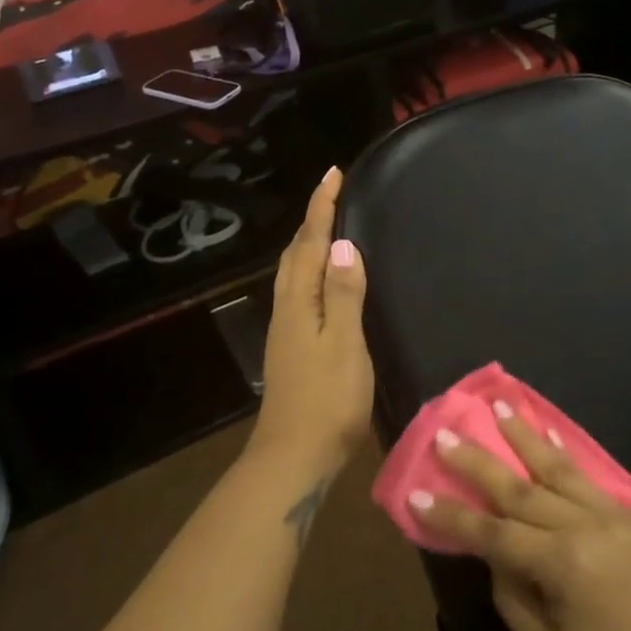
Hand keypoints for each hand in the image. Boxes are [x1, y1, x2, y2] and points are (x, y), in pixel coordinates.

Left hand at [251, 167, 373, 477]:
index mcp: (299, 302)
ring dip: (308, 243)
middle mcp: (287, 309)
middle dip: (311, 219)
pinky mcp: (292, 347)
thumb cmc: (327, 400)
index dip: (321, 207)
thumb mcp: (344, 344)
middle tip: (333, 194)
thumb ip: (343, 294)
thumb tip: (342, 244)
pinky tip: (325, 281)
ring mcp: (286, 330)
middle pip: (294, 253)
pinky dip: (311, 270)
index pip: (310, 243)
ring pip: (294, 272)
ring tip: (329, 227)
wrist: (294, 457)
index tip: (333, 173)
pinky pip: (300, 291)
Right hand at [412, 409, 630, 630]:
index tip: (415, 493)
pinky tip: (548, 436)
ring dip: (523, 436)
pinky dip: (563, 455)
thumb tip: (497, 556)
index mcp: (562, 565)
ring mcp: (613, 515)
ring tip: (497, 405)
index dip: (451, 516)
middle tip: (445, 432)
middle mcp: (585, 526)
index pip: (492, 533)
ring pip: (556, 468)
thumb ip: (514, 598)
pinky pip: (589, 478)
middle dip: (477, 461)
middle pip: (519, 488)